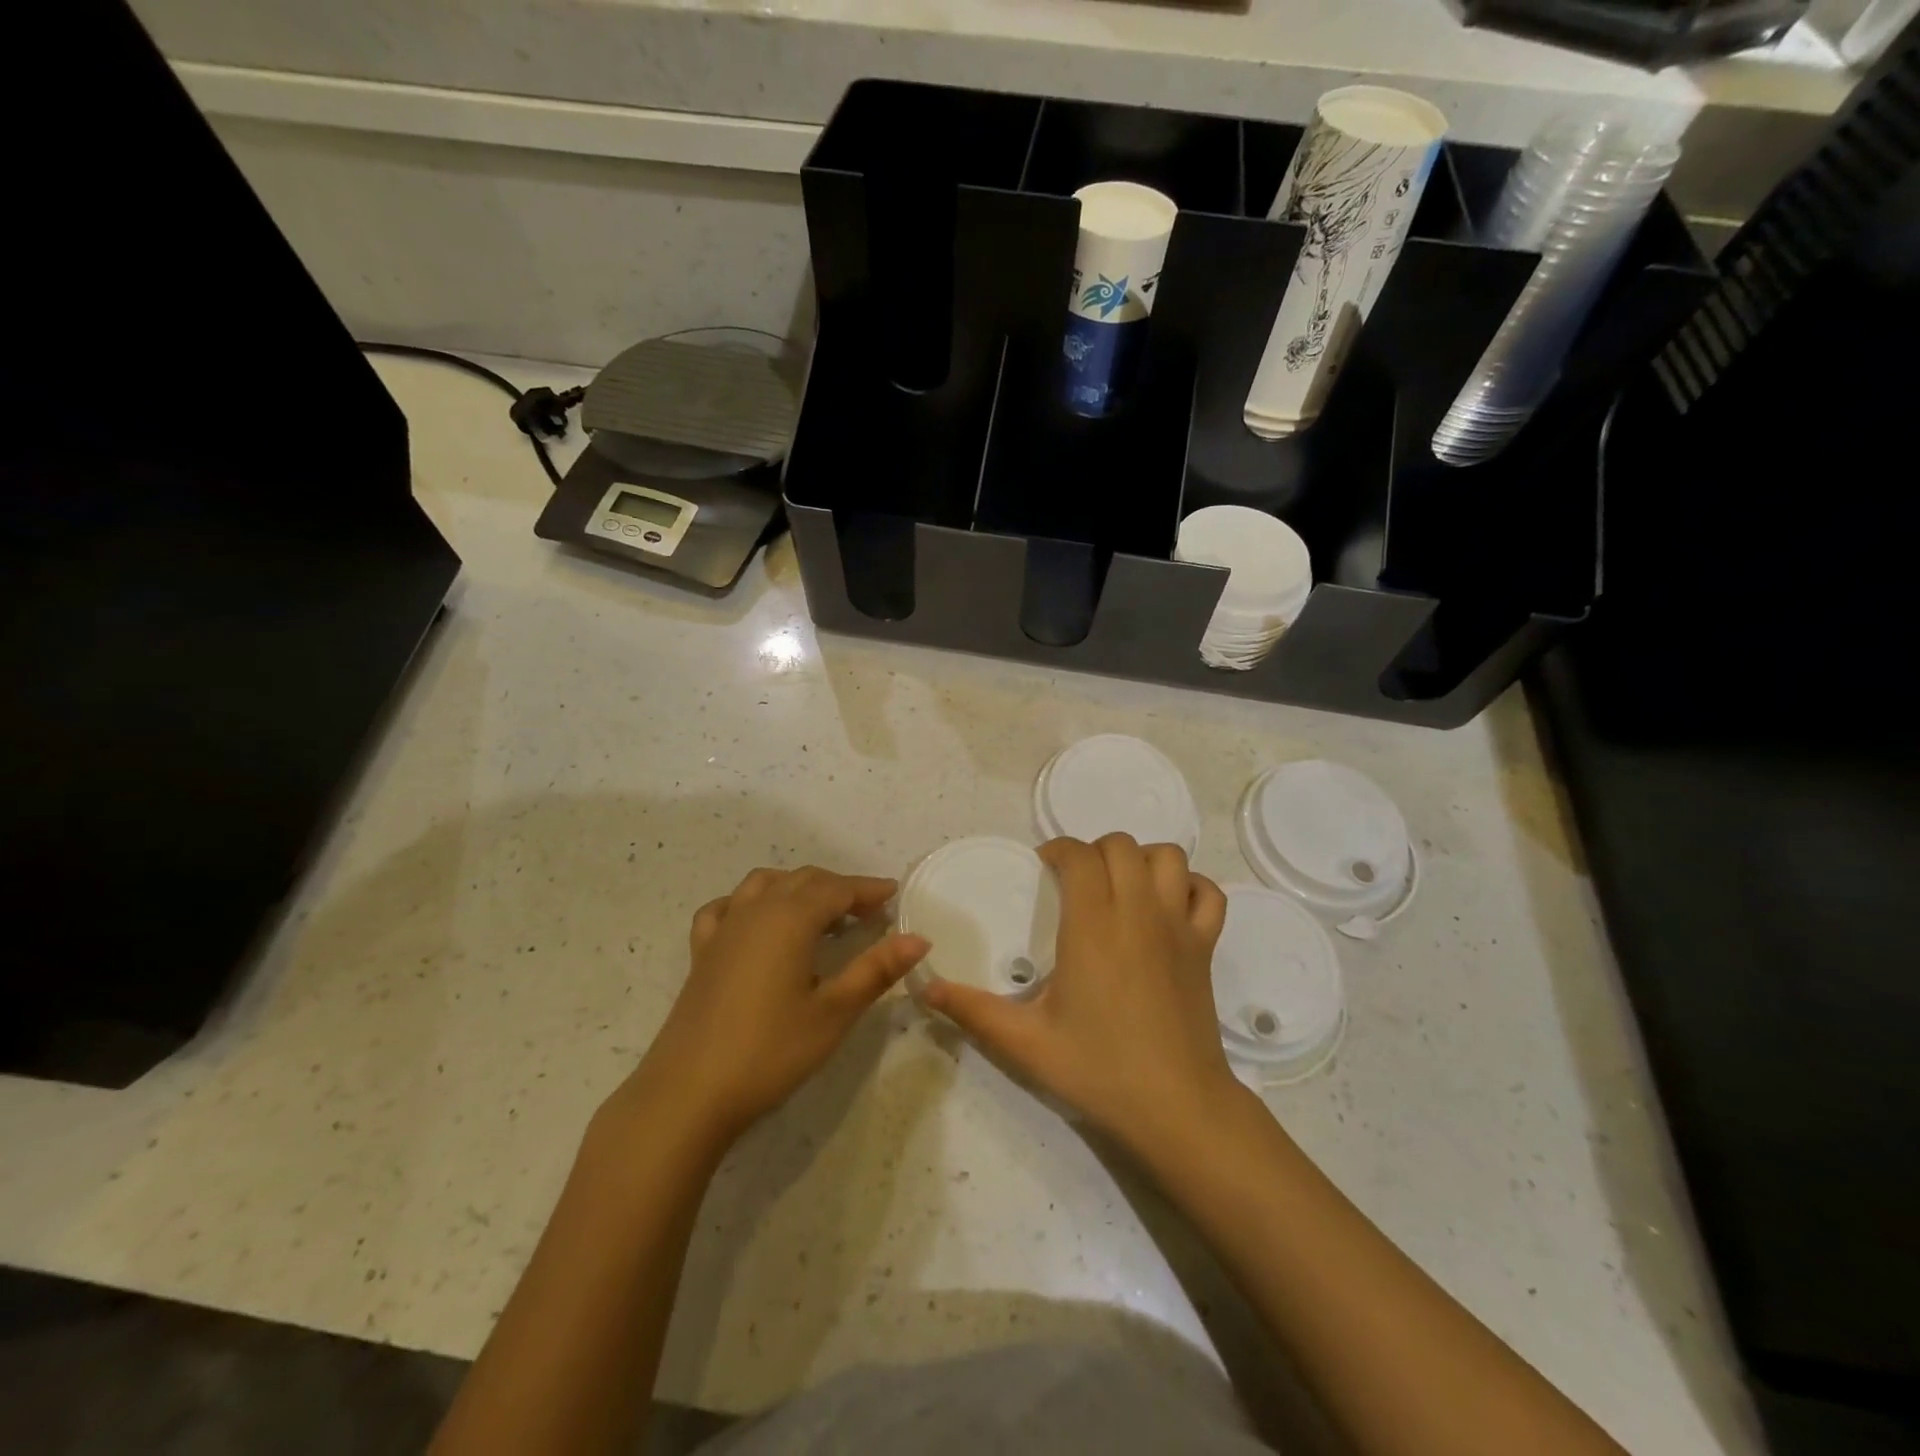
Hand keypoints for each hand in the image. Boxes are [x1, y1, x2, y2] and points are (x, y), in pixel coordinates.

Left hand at [620, 867, 929, 1144]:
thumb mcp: (834, 1013)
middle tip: (868, 910)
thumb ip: (876, 970)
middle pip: (803, 879)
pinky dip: (750, 902)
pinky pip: (727, 907)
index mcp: (790, 919)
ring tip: (820, 913)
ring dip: (798, 887)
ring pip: (765, 884)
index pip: (837, 889)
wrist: (689, 1093)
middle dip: (839, 887)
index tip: (893, 895)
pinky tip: (757, 922)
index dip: (868, 889)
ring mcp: (724, 929)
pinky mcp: (702, 952)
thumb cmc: (770, 1051)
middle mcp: (756, 911)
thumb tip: (919, 939)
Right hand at [920, 835, 1243, 1160]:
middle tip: (1075, 883)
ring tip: (1120, 887)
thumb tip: (925, 990)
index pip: (1079, 855)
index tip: (1042, 870)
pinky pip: (1207, 893)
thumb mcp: (1025, 1042)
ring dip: (1141, 860)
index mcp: (1093, 925)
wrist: (1177, 1107)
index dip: (1058, 850)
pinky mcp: (1205, 946)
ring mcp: (1178, 926)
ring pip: (1167, 857)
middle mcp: (1138, 911)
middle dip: (1094, 851)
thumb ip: (972, 1010)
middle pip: (1121, 845)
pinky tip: (1168, 908)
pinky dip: (1188, 887)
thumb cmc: (1099, 1069)